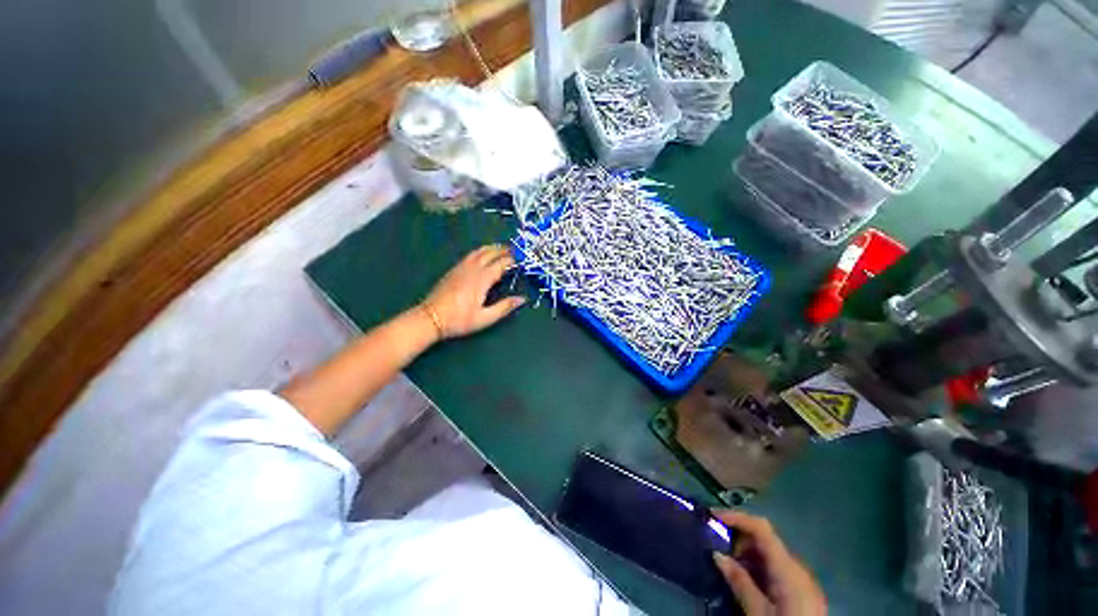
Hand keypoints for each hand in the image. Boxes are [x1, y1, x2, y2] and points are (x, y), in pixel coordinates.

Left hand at [420, 245, 525, 339]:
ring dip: (491, 248)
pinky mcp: (453, 270)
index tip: (522, 259)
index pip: (501, 263)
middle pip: (490, 253)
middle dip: (503, 250)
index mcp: (482, 279)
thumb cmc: (459, 320)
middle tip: (514, 251)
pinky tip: (482, 256)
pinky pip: (470, 255)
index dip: (512, 260)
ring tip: (501, 249)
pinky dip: (480, 252)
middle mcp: (472, 269)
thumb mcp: (485, 318)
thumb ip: (504, 307)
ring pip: (478, 251)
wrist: (430, 318)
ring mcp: (461, 268)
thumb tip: (521, 299)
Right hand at [711, 511, 826, 615]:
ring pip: (769, 555)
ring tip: (725, 564)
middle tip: (714, 545)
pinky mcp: (802, 594)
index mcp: (789, 569)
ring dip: (745, 554)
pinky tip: (743, 580)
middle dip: (738, 538)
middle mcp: (798, 569)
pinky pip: (776, 570)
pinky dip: (756, 568)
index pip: (762, 528)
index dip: (736, 517)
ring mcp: (802, 581)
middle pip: (765, 540)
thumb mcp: (758, 613)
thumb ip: (740, 582)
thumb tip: (717, 554)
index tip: (712, 516)